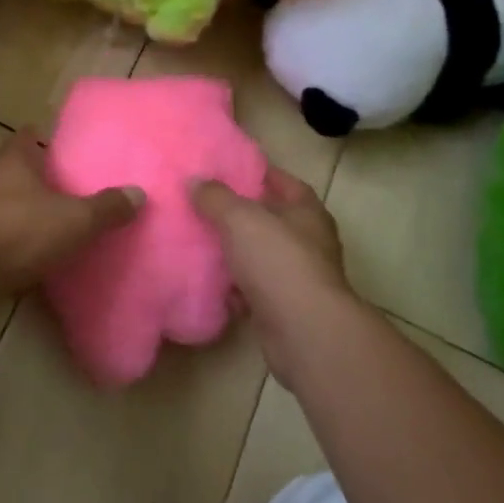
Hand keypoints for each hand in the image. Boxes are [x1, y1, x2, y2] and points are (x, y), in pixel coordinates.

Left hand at [0, 131, 142, 297]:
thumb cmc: (20, 229)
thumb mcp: (75, 219)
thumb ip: (107, 207)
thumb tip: (139, 194)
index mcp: (12, 160)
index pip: (25, 135)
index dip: (40, 138)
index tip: (57, 149)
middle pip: (0, 165)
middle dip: (18, 173)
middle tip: (44, 187)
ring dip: (5, 207)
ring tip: (33, 223)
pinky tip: (18, 255)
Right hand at [192, 167, 358, 382]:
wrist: (304, 332)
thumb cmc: (278, 261)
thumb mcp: (240, 219)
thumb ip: (215, 197)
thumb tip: (194, 180)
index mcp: (307, 212)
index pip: (285, 183)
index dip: (259, 174)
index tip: (229, 170)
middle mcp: (309, 242)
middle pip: (272, 221)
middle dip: (242, 216)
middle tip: (205, 206)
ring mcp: (299, 278)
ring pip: (261, 258)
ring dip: (236, 254)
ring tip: (201, 243)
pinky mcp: (285, 309)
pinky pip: (255, 291)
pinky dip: (235, 288)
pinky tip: (210, 284)